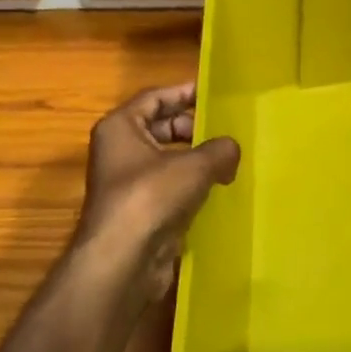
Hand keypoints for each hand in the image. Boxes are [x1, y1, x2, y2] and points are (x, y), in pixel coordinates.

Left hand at [78, 84, 239, 300]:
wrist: (123, 260)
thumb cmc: (151, 197)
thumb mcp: (194, 166)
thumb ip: (219, 150)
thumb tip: (231, 148)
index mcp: (121, 127)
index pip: (155, 97)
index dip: (185, 91)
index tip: (215, 92)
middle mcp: (119, 150)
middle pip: (161, 127)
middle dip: (193, 126)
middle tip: (227, 128)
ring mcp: (128, 182)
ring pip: (167, 159)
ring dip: (196, 158)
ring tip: (230, 158)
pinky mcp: (140, 211)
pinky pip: (170, 187)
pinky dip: (192, 184)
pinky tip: (219, 188)